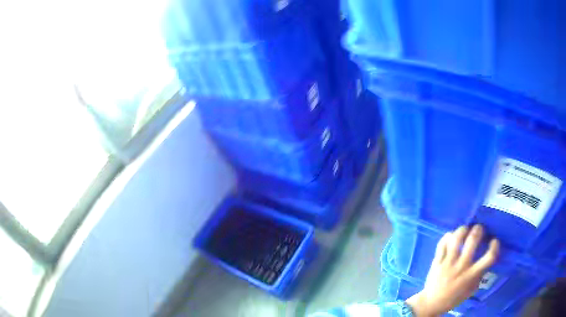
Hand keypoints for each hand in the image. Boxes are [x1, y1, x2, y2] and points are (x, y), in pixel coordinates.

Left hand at [405, 225, 499, 316]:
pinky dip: (447, 236)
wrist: (431, 303)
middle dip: (478, 230)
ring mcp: (448, 263)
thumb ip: (479, 275)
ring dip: (463, 230)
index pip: (489, 258)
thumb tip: (486, 259)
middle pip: (472, 241)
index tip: (494, 241)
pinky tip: (451, 236)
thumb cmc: (453, 297)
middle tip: (479, 229)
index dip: (495, 247)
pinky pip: (442, 244)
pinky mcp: (436, 261)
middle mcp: (461, 267)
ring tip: (466, 229)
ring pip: (456, 239)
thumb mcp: (471, 290)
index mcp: (471, 275)